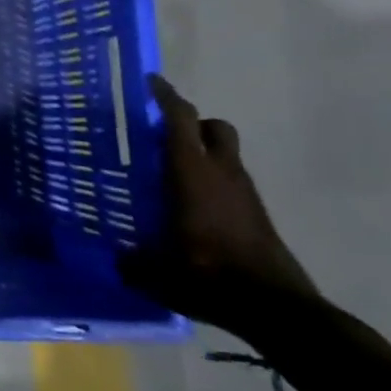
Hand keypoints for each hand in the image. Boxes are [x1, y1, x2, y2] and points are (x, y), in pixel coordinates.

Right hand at [120, 75, 320, 338]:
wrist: (277, 308)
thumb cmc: (208, 275)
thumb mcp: (155, 271)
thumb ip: (129, 260)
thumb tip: (113, 257)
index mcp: (191, 173)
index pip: (180, 119)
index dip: (165, 96)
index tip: (150, 81)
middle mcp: (221, 173)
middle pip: (213, 127)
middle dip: (190, 123)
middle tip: (160, 134)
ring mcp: (245, 194)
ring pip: (225, 154)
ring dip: (202, 153)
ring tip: (170, 173)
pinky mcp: (257, 215)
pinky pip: (231, 182)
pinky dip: (212, 181)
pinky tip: (191, 206)